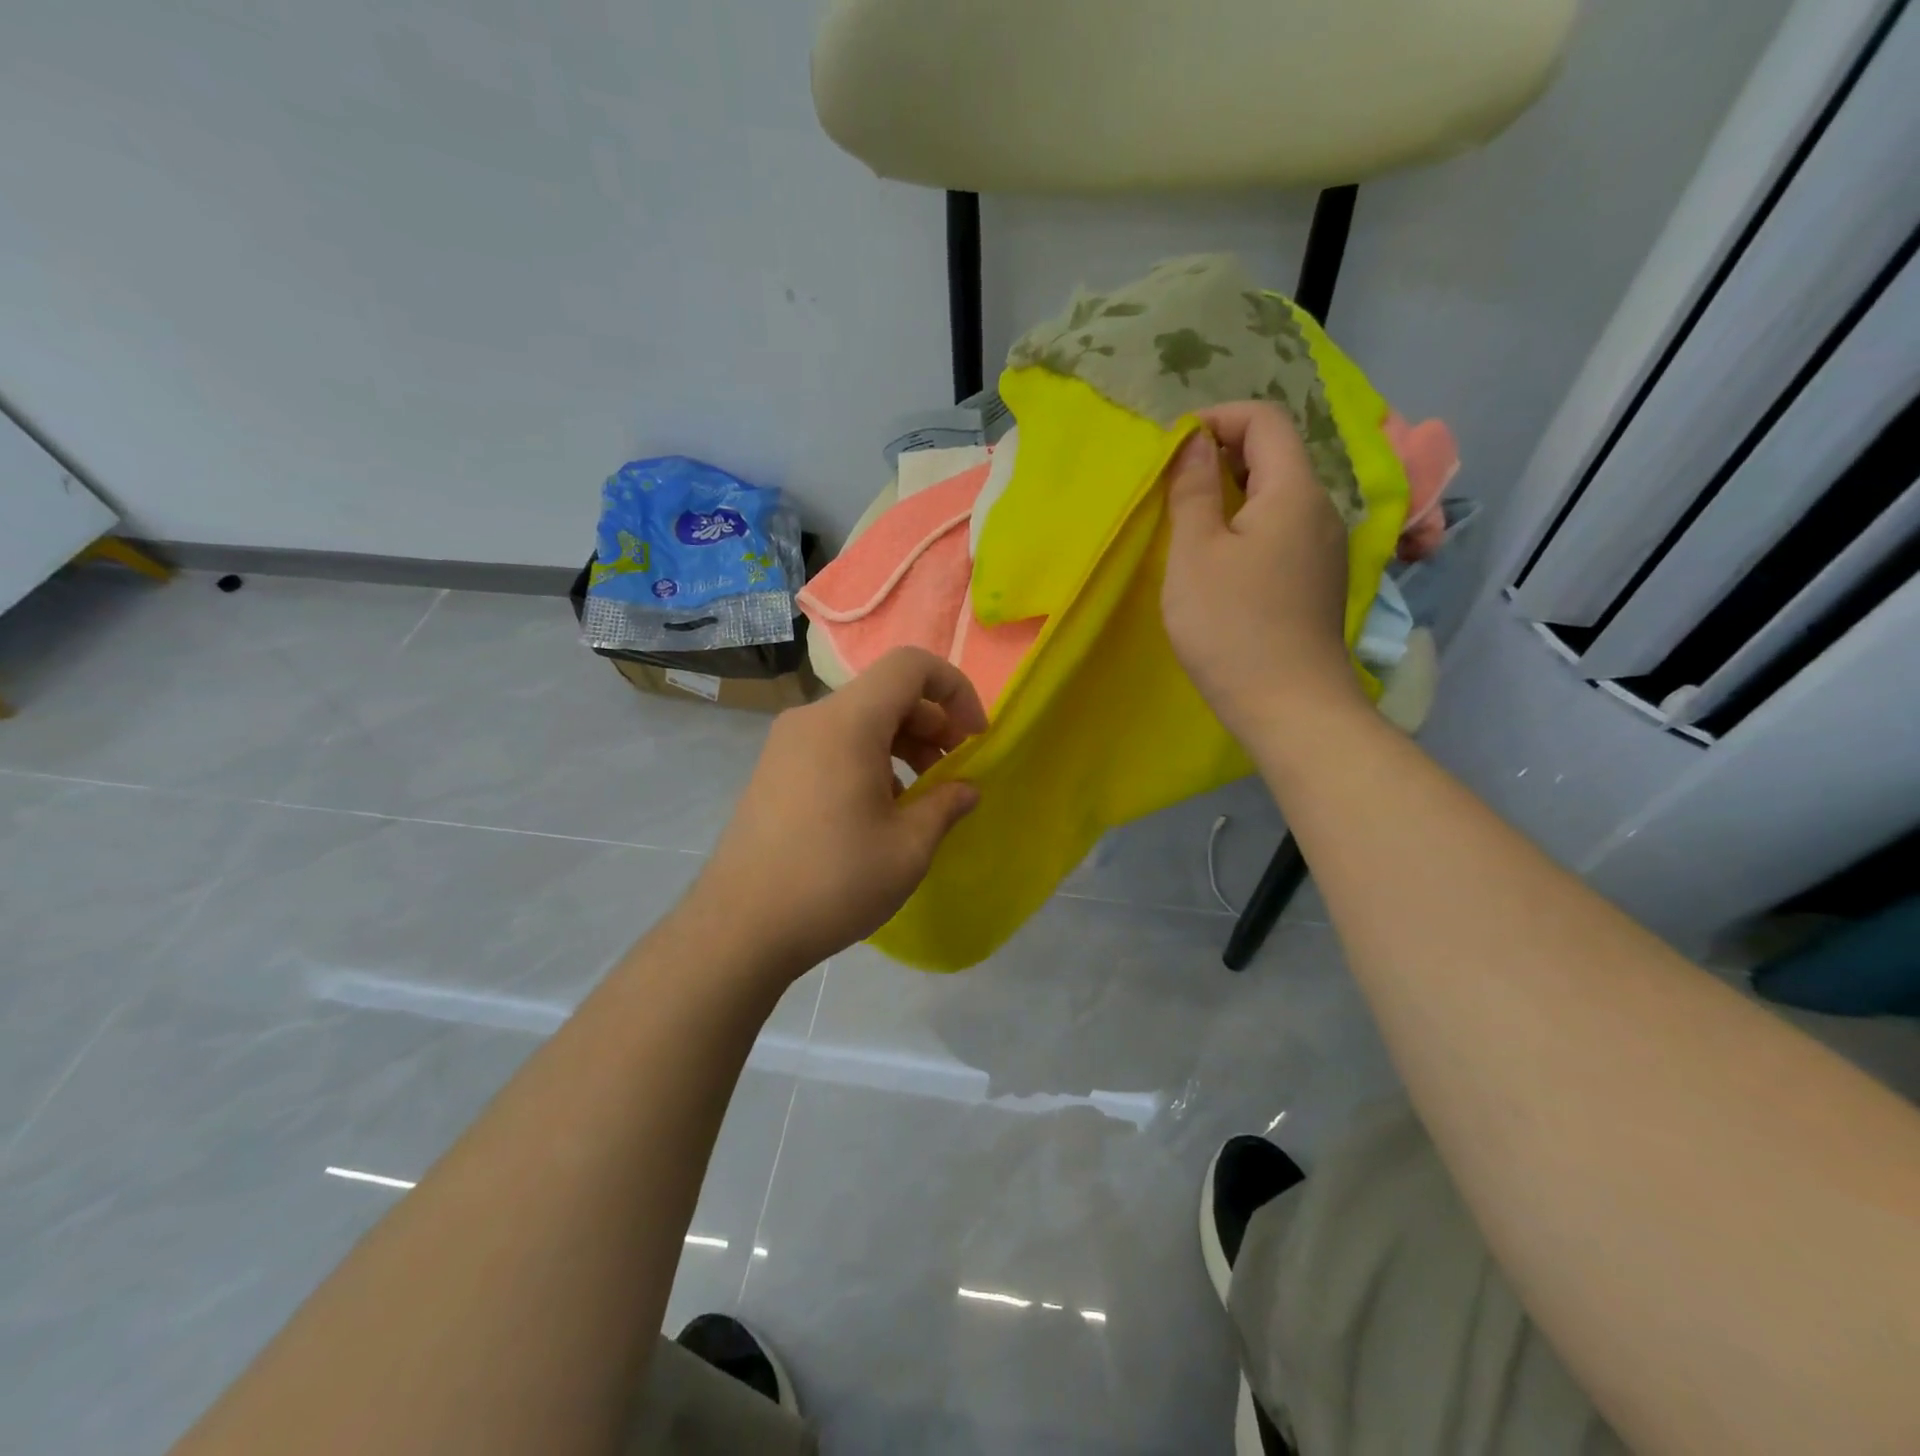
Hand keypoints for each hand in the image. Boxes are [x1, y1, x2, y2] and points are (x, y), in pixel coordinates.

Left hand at [687, 648, 986, 983]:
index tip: (974, 737)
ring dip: (902, 744)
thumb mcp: (908, 849)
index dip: (954, 690)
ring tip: (921, 795)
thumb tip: (966, 789)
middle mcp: (812, 719)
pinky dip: (869, 759)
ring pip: (859, 720)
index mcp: (848, 723)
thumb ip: (945, 806)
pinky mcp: (773, 769)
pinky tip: (879, 810)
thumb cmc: (834, 882)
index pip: (910, 666)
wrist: (740, 928)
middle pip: (886, 693)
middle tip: (954, 772)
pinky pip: (833, 743)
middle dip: (932, 724)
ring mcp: (786, 743)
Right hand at [1160, 402, 1365, 742]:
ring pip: (1278, 495)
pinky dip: (1248, 525)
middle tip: (1174, 484)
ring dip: (1233, 493)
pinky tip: (1219, 560)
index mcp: (1294, 490)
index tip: (1173, 449)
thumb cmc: (1231, 626)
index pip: (1265, 419)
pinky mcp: (1316, 580)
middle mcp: (1320, 508)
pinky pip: (1282, 529)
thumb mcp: (1195, 554)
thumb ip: (1194, 490)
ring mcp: (1323, 547)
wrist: (1289, 706)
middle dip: (1223, 454)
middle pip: (1276, 454)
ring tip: (1190, 521)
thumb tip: (1195, 442)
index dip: (1217, 419)